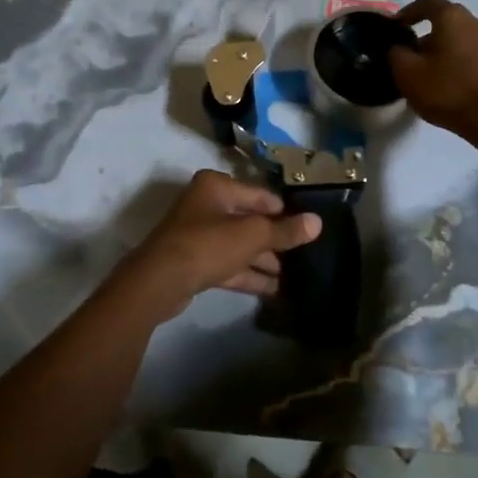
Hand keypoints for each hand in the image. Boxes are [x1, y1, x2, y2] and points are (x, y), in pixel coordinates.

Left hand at [116, 171, 321, 315]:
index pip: (259, 195)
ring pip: (239, 245)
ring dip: (264, 260)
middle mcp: (206, 204)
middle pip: (249, 220)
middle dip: (274, 238)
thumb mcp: (252, 235)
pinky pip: (229, 264)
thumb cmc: (208, 244)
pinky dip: (249, 274)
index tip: (306, 226)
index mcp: (216, 186)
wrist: (160, 280)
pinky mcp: (195, 262)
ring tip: (295, 276)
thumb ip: (285, 230)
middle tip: (303, 254)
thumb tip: (317, 222)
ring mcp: (198, 235)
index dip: (284, 210)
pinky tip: (275, 290)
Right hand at [388, 0, 477, 144]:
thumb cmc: (448, 91)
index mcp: (453, 17)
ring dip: (447, 50)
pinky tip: (454, 85)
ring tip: (433, 74)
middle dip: (429, 35)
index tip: (397, 26)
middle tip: (413, 55)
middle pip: (448, 21)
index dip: (409, 11)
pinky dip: (463, 64)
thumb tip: (399, 48)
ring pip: (464, 39)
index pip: (428, 2)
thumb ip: (396, 54)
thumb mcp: (407, 73)